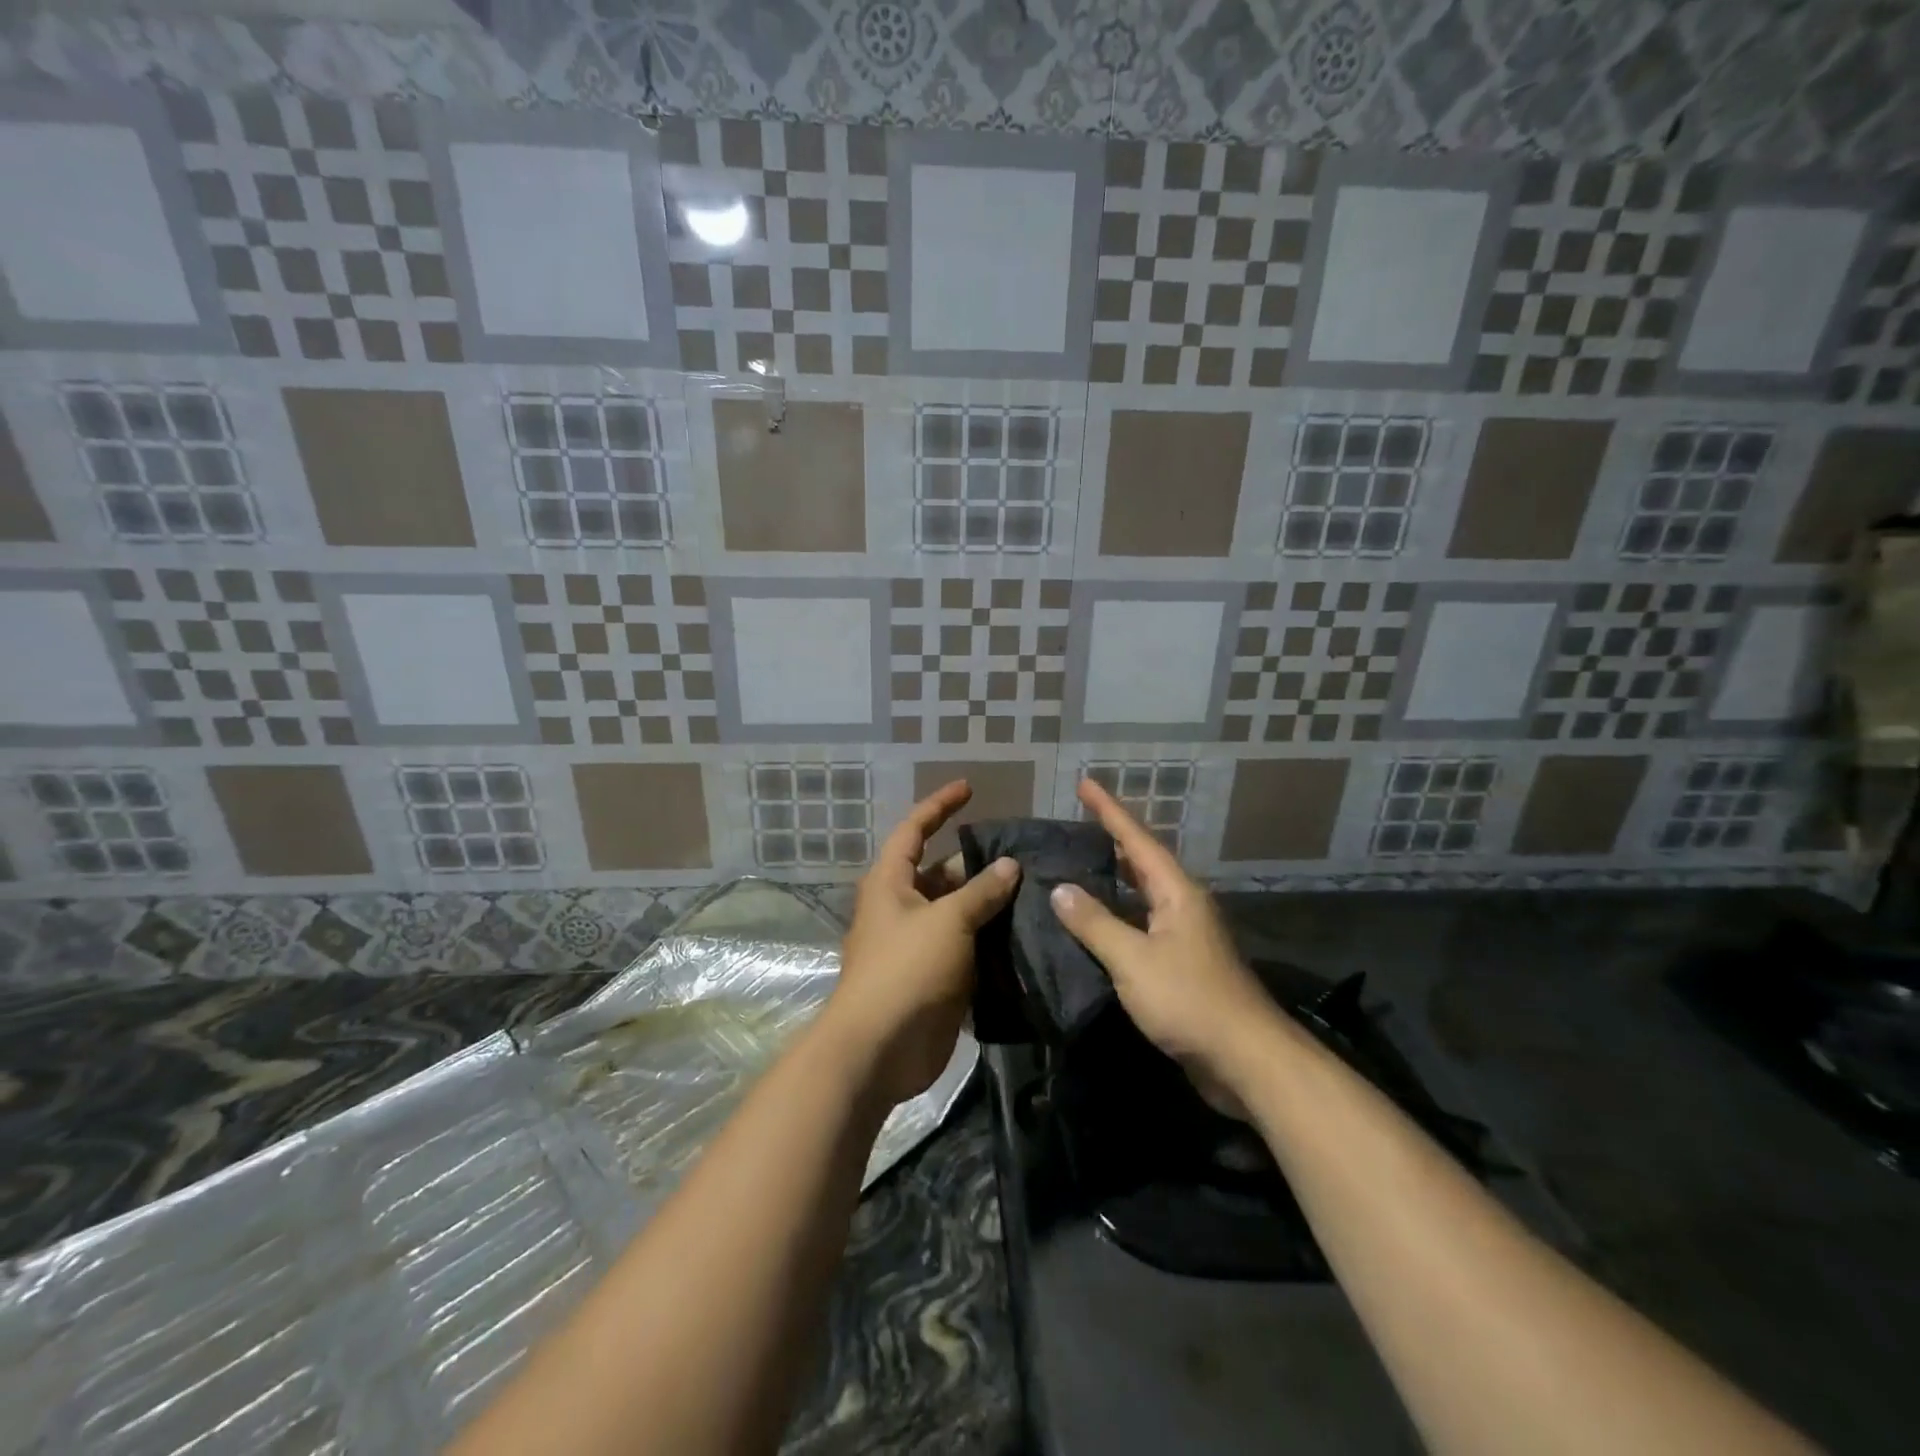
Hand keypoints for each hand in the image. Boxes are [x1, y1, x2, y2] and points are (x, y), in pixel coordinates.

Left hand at [827, 781, 1019, 1105]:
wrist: (880, 1049)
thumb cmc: (905, 970)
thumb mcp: (947, 921)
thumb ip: (980, 892)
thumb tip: (1009, 865)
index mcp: (891, 883)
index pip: (914, 830)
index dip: (940, 806)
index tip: (969, 788)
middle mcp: (902, 907)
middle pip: (942, 873)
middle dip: (978, 863)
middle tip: (1024, 855)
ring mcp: (918, 944)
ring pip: (958, 912)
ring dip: (989, 904)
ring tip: (1036, 891)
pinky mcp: (935, 976)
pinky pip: (966, 946)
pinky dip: (990, 938)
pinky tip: (1025, 933)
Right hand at [1050, 778, 1280, 1099]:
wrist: (1246, 1060)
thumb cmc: (1190, 1000)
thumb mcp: (1134, 959)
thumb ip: (1095, 923)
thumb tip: (1060, 889)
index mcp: (1177, 893)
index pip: (1136, 840)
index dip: (1109, 810)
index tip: (1085, 783)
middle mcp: (1183, 906)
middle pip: (1143, 863)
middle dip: (1112, 840)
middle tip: (1077, 824)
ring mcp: (1185, 937)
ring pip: (1142, 896)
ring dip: (1114, 880)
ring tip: (1078, 866)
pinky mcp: (1182, 967)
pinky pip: (1142, 927)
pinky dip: (1117, 917)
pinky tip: (1096, 926)